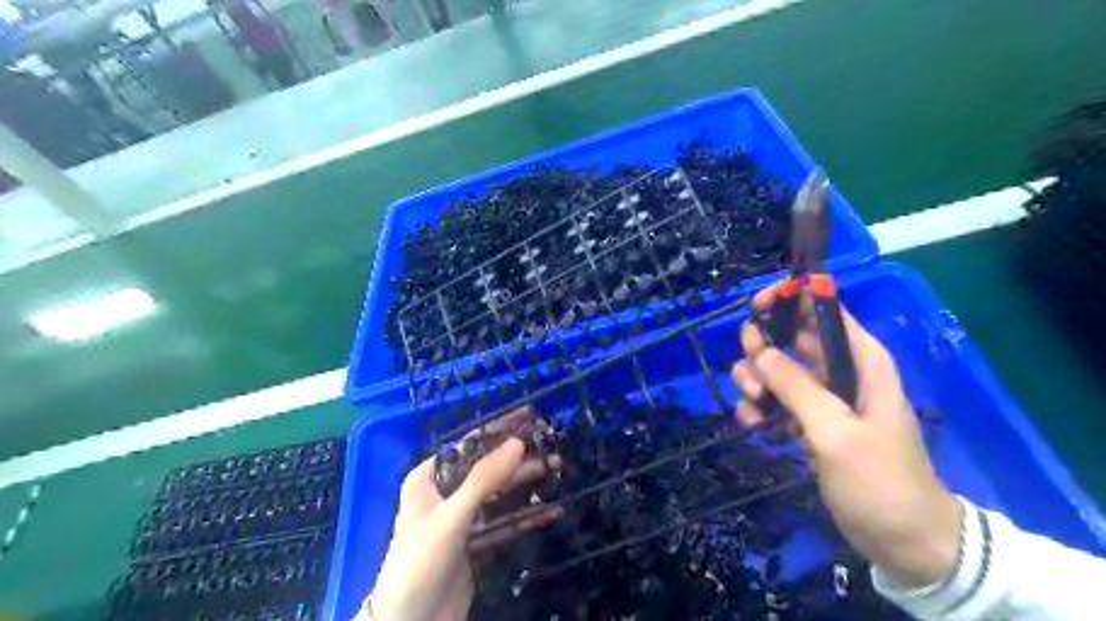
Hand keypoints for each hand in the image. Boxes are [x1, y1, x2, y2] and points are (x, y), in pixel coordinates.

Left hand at [366, 410, 564, 618]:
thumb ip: (483, 479)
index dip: (499, 428)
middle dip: (520, 459)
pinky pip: (505, 523)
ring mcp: (462, 520)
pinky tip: (551, 511)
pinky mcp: (475, 544)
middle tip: (552, 448)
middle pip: (489, 468)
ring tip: (557, 470)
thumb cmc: (419, 563)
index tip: (529, 416)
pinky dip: (526, 517)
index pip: (469, 444)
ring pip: (500, 494)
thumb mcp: (450, 517)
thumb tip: (517, 443)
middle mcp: (446, 494)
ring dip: (527, 484)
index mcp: (429, 479)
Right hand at [733, 287, 959, 586]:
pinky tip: (753, 425)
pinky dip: (758, 406)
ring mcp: (822, 397)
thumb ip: (796, 387)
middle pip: (791, 336)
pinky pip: (774, 399)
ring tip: (754, 407)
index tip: (755, 305)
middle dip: (762, 348)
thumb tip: (760, 351)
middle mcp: (840, 371)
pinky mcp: (809, 421)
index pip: (825, 310)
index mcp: (861, 361)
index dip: (791, 298)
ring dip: (755, 380)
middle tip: (752, 374)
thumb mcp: (836, 432)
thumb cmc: (880, 480)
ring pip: (775, 368)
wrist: (903, 540)